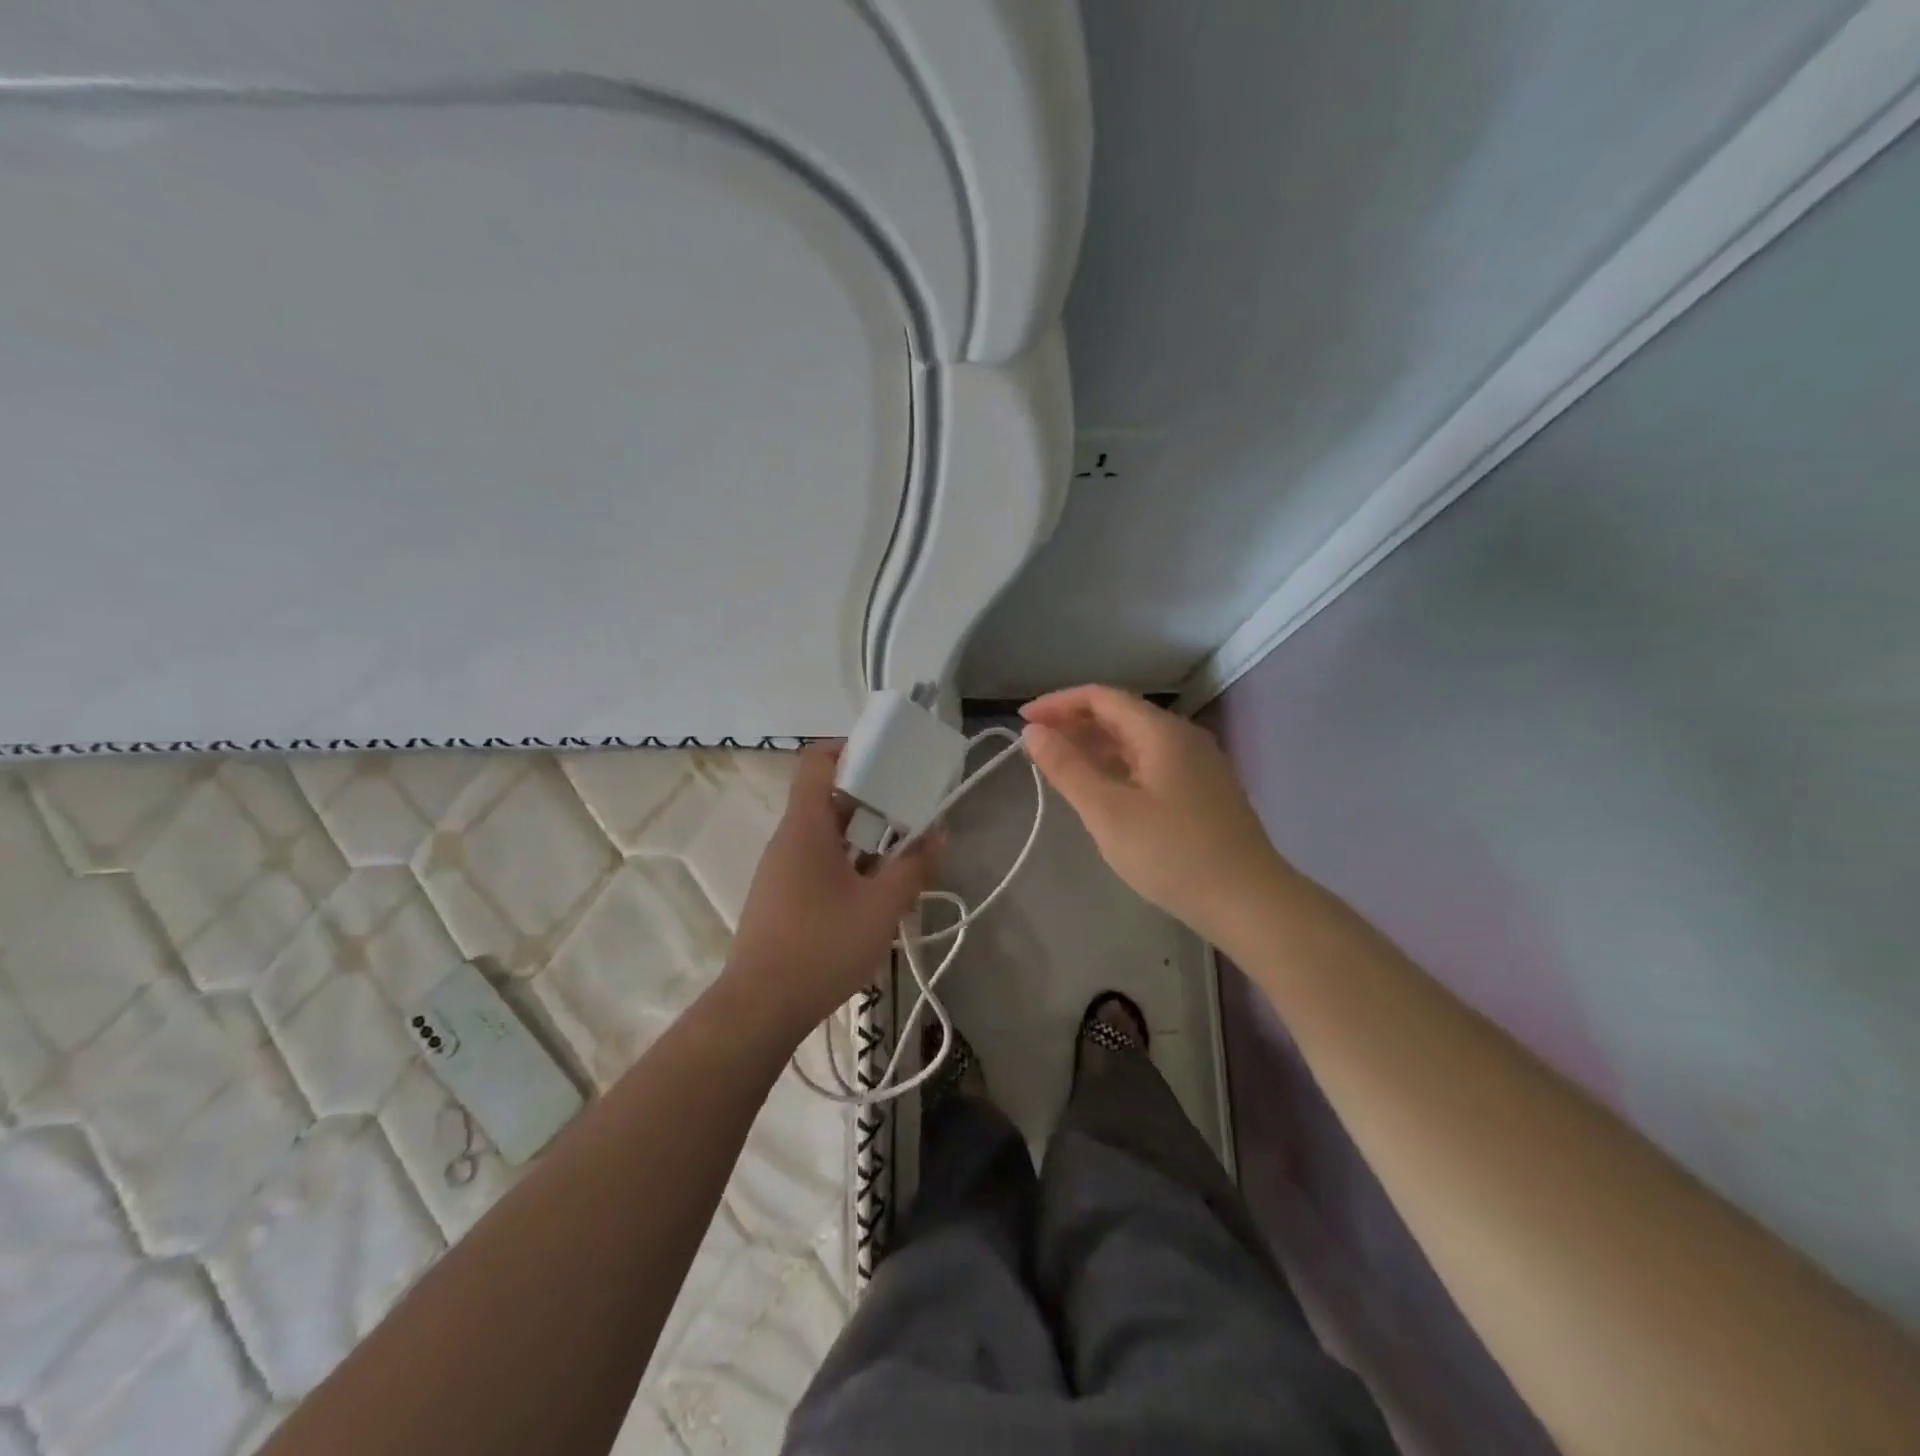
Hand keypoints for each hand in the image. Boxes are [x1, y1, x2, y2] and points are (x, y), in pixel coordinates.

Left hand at [724, 742, 940, 1036]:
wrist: (760, 1009)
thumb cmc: (822, 946)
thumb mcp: (881, 907)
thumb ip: (914, 866)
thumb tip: (938, 833)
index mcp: (806, 827)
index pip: (816, 761)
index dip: (850, 748)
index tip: (888, 759)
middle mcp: (790, 839)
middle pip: (829, 799)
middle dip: (874, 800)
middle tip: (914, 811)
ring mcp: (783, 870)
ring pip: (828, 835)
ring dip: (866, 837)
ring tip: (906, 854)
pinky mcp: (783, 897)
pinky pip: (820, 863)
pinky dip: (851, 864)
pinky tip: (879, 892)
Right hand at [1021, 686, 1289, 942]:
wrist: (1249, 902)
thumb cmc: (1172, 854)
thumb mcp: (1108, 812)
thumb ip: (1067, 768)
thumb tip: (1032, 732)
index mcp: (1161, 732)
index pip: (1101, 697)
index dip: (1058, 703)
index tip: (1023, 721)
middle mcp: (1183, 737)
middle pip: (1120, 714)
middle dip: (1074, 723)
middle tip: (1036, 745)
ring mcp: (1198, 764)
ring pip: (1136, 741)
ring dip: (1095, 746)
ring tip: (1060, 765)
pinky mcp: (1204, 791)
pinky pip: (1151, 763)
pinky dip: (1118, 766)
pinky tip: (1103, 789)